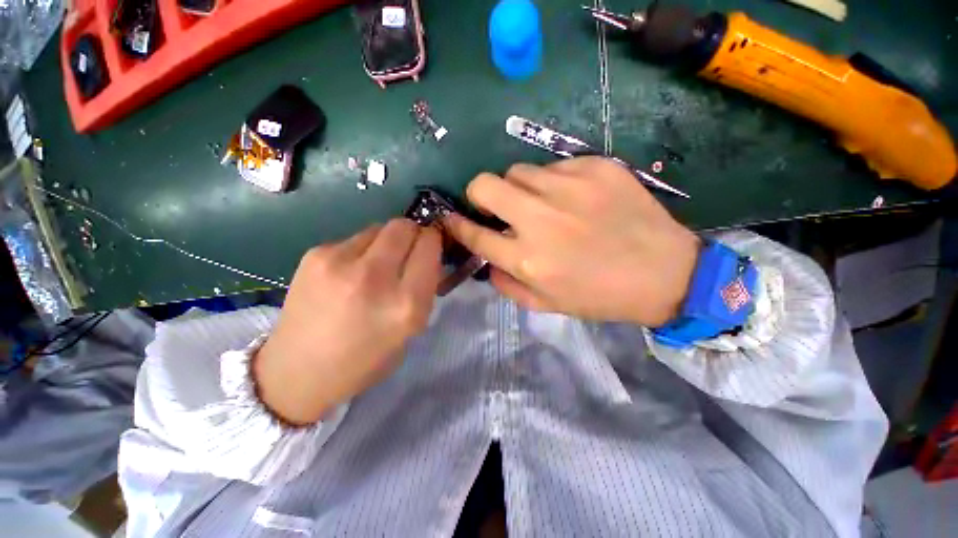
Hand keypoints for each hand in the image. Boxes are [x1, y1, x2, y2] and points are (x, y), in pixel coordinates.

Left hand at [254, 219, 441, 425]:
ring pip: (379, 227)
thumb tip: (427, 256)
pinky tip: (347, 273)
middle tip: (406, 251)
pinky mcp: (315, 255)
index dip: (433, 242)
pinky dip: (361, 250)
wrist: (297, 373)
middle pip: (403, 226)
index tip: (429, 249)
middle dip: (412, 233)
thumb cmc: (365, 360)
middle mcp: (375, 277)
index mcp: (406, 303)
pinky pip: (353, 238)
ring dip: (386, 241)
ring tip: (374, 265)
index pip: (429, 245)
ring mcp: (340, 262)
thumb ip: (424, 289)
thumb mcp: (412, 330)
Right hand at [444, 157, 699, 325]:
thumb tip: (487, 261)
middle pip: (484, 185)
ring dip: (519, 188)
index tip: (450, 218)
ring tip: (541, 203)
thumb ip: (507, 284)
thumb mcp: (547, 304)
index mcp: (527, 259)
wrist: (665, 273)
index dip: (456, 225)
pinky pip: (554, 166)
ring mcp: (568, 188)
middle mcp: (540, 219)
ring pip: (518, 170)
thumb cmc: (600, 295)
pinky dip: (554, 182)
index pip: (474, 235)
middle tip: (494, 204)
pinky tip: (575, 198)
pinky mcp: (595, 167)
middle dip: (479, 194)